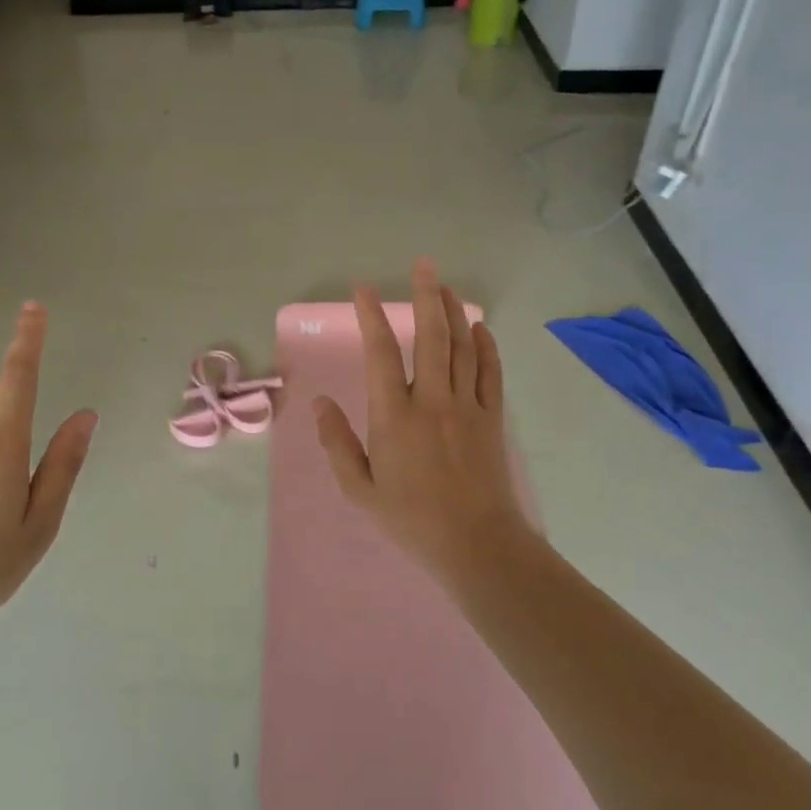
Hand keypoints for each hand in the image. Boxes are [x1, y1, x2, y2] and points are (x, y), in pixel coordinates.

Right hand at [314, 259, 536, 582]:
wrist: (476, 544)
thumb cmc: (411, 519)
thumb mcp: (360, 489)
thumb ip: (337, 443)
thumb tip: (319, 404)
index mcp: (395, 416)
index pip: (381, 354)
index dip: (372, 318)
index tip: (364, 290)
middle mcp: (432, 400)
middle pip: (431, 336)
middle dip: (427, 296)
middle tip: (424, 265)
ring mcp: (466, 406)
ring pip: (463, 346)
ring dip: (455, 312)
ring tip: (447, 286)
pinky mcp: (491, 418)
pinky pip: (490, 372)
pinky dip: (486, 346)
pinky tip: (481, 328)